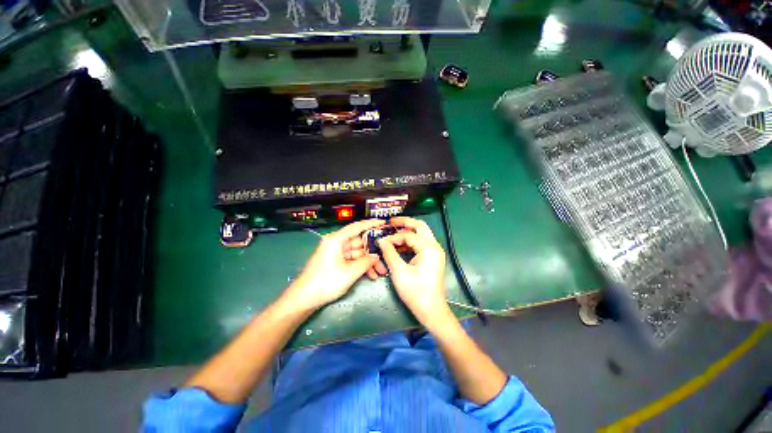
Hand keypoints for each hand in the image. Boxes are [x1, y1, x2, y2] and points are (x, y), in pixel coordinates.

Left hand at [286, 219, 384, 310]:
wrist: (304, 299)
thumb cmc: (326, 282)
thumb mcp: (350, 272)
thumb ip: (366, 262)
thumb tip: (376, 256)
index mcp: (336, 240)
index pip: (357, 227)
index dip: (371, 224)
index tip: (383, 223)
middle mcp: (337, 243)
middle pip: (359, 242)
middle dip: (373, 251)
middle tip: (386, 256)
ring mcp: (336, 253)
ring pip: (358, 253)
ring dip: (369, 262)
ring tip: (381, 272)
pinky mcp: (336, 262)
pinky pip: (352, 260)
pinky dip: (361, 266)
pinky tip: (371, 275)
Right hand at [377, 217, 450, 325]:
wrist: (431, 310)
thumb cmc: (415, 291)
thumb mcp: (399, 271)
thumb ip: (389, 253)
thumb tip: (381, 241)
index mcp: (428, 248)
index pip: (408, 235)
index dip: (393, 237)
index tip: (381, 241)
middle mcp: (434, 246)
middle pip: (420, 226)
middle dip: (405, 222)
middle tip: (391, 222)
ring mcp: (435, 252)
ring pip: (421, 234)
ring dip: (408, 232)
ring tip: (393, 233)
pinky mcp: (433, 257)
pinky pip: (421, 244)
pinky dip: (411, 242)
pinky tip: (399, 246)